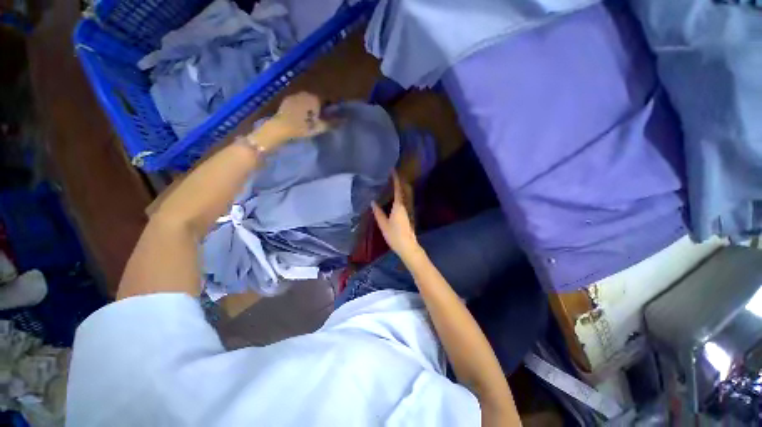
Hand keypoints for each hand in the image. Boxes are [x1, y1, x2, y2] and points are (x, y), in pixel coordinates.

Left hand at [273, 92, 329, 137]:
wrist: (280, 127)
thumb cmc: (302, 127)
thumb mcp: (320, 127)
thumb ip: (333, 122)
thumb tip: (345, 119)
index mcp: (315, 98)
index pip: (327, 99)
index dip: (330, 108)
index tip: (330, 116)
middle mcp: (305, 93)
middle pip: (317, 99)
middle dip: (320, 107)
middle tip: (320, 118)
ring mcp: (295, 95)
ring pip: (307, 100)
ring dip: (310, 107)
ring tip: (310, 118)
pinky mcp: (287, 100)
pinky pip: (298, 102)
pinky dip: (301, 107)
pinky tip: (300, 116)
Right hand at [371, 173, 423, 262]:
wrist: (408, 246)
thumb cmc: (395, 235)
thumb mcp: (383, 224)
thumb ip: (378, 212)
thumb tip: (373, 202)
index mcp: (399, 206)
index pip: (398, 189)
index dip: (396, 179)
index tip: (393, 170)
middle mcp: (405, 205)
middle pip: (404, 190)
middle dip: (399, 182)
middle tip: (392, 176)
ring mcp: (408, 210)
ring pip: (405, 195)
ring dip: (400, 188)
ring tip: (392, 184)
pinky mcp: (409, 215)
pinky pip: (404, 201)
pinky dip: (400, 195)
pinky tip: (395, 197)